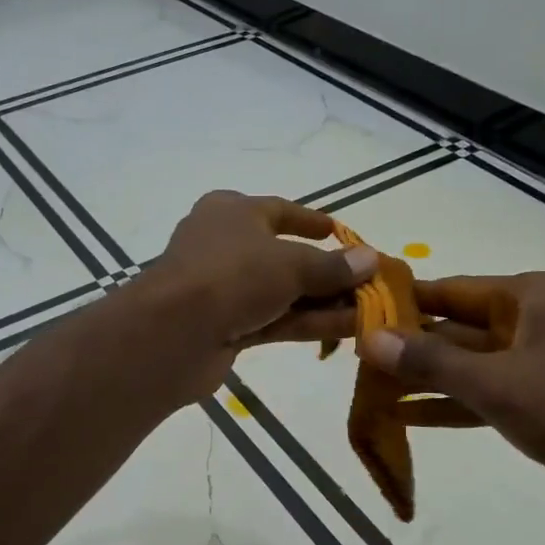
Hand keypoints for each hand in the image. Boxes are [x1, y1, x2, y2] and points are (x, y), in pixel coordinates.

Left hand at [134, 190, 377, 379]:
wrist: (174, 333)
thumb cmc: (232, 275)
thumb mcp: (290, 264)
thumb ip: (332, 265)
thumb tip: (370, 259)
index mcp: (230, 212)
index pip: (278, 210)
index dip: (311, 222)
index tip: (339, 232)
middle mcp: (225, 245)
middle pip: (283, 256)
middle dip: (327, 272)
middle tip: (367, 282)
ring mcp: (223, 290)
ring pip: (282, 292)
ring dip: (324, 301)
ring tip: (370, 310)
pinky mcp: (226, 328)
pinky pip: (275, 319)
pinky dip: (308, 322)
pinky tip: (348, 329)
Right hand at [360, 272, 544, 511]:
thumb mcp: (495, 384)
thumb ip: (430, 361)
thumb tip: (369, 337)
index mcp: (535, 296)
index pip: (453, 290)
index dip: (404, 303)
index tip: (358, 313)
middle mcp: (542, 319)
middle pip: (461, 327)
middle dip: (412, 347)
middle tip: (358, 359)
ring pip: (474, 364)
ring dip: (429, 379)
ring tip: (373, 388)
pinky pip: (493, 393)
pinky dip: (456, 404)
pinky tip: (409, 417)